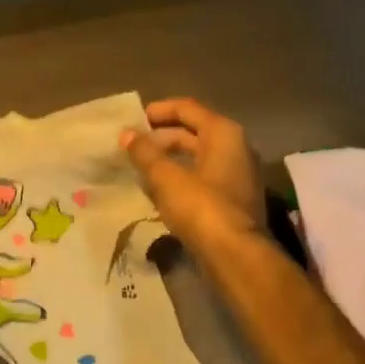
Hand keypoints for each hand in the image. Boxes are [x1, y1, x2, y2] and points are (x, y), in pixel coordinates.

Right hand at [121, 97, 266, 251]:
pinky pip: (203, 179)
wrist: (235, 255)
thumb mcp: (166, 177)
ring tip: (140, 168)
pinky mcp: (234, 201)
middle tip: (133, 146)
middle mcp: (236, 149)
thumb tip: (126, 134)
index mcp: (224, 134)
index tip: (134, 119)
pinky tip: (159, 191)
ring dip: (170, 160)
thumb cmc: (201, 207)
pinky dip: (181, 179)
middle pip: (194, 133)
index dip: (159, 110)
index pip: (188, 108)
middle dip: (162, 138)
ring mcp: (238, 176)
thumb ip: (145, 153)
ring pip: (198, 158)